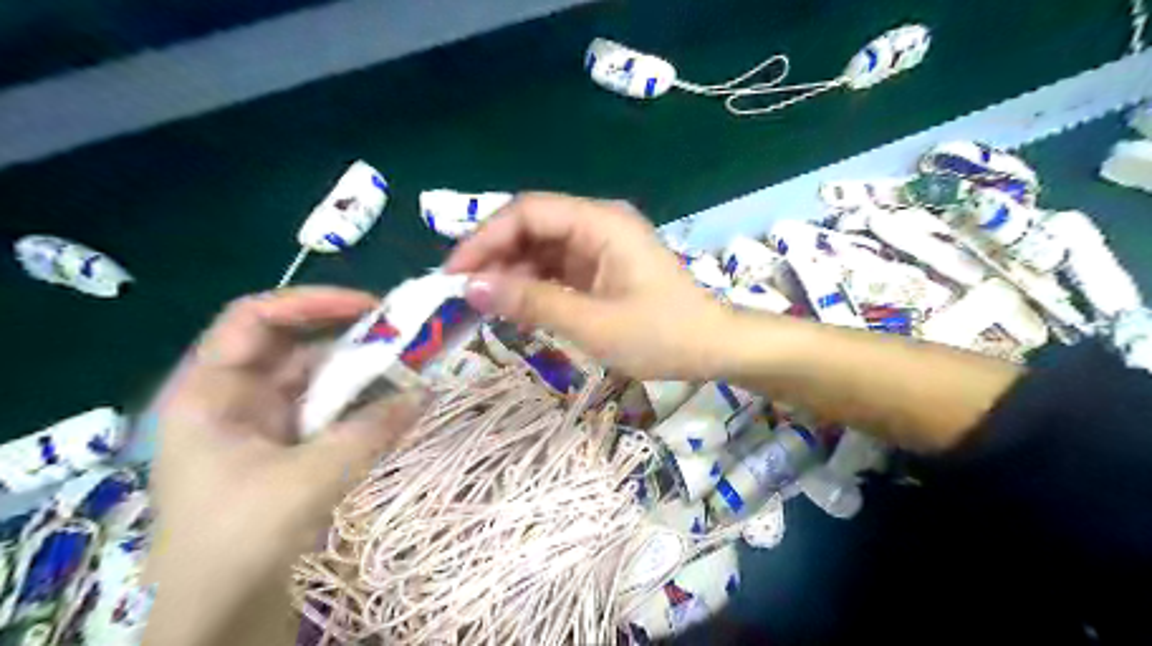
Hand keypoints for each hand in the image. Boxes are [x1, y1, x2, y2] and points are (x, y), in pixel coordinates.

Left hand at [141, 287, 426, 645]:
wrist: (217, 614)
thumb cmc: (238, 538)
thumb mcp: (309, 478)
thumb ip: (371, 430)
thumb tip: (426, 392)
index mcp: (210, 391)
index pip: (254, 319)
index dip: (309, 301)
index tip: (367, 307)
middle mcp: (234, 397)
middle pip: (292, 345)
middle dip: (346, 336)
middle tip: (401, 334)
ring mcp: (261, 423)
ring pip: (315, 379)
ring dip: (359, 373)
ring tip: (408, 366)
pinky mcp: (286, 447)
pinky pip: (327, 410)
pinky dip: (359, 404)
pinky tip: (392, 404)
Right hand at [445, 194, 732, 380]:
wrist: (712, 348)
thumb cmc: (661, 335)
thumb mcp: (593, 323)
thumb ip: (532, 301)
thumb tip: (471, 288)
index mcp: (601, 223)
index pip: (527, 213)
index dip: (485, 239)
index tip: (453, 275)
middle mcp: (597, 224)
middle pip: (531, 227)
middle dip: (494, 258)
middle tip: (462, 296)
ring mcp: (600, 246)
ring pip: (540, 249)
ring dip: (511, 274)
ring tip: (484, 307)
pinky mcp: (600, 268)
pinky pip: (556, 268)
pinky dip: (533, 286)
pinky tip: (515, 308)